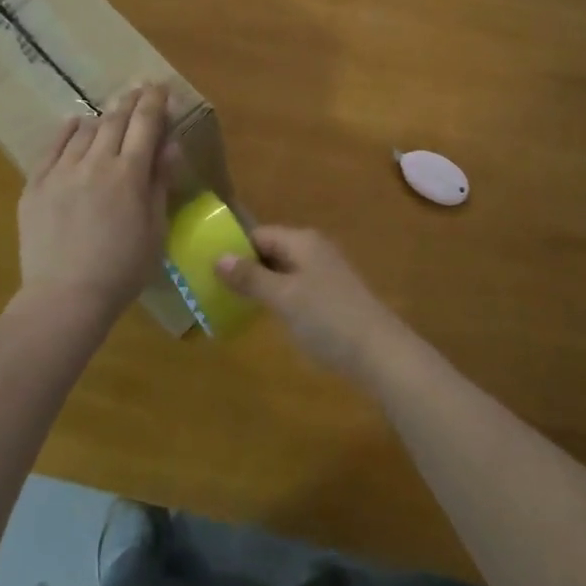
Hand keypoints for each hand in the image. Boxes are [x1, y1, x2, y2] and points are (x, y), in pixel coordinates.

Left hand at [17, 86, 176, 320]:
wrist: (65, 298)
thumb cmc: (122, 269)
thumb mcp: (156, 229)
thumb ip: (160, 182)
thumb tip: (169, 145)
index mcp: (129, 174)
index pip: (145, 124)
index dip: (155, 101)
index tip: (160, 86)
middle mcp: (95, 163)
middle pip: (115, 120)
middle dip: (130, 101)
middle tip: (139, 89)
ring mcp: (60, 172)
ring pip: (84, 130)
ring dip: (102, 116)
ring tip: (111, 112)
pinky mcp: (34, 185)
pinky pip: (51, 147)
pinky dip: (67, 131)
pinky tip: (74, 124)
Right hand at [217, 227, 410, 382]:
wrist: (378, 351)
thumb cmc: (327, 318)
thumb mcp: (284, 297)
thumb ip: (251, 277)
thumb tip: (219, 257)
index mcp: (302, 241)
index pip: (259, 234)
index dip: (234, 248)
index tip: (206, 267)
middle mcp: (314, 249)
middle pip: (271, 250)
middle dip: (245, 267)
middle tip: (212, 288)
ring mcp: (324, 273)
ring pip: (283, 270)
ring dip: (260, 283)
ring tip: (231, 302)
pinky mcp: (331, 295)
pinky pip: (295, 286)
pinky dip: (277, 296)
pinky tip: (264, 315)